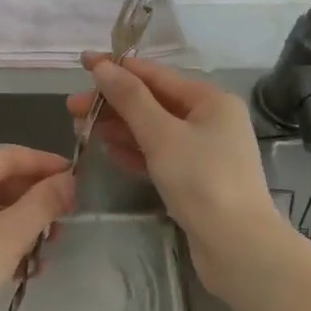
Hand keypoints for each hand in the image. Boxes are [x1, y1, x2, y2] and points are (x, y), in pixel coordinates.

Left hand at [0, 145, 75, 310]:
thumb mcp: (10, 235)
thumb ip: (43, 203)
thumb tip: (68, 179)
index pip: (7, 155)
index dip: (44, 162)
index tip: (75, 177)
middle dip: (35, 198)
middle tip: (65, 218)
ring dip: (23, 225)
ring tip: (49, 249)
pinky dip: (4, 243)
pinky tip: (26, 269)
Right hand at [68, 55, 283, 293]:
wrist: (237, 247)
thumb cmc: (201, 180)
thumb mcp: (161, 134)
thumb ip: (130, 99)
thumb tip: (103, 67)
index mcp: (211, 100)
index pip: (156, 75)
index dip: (118, 69)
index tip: (83, 62)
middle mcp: (211, 120)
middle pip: (153, 102)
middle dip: (113, 104)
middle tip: (72, 108)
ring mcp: (204, 151)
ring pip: (154, 130)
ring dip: (119, 128)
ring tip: (83, 130)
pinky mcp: (196, 179)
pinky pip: (160, 155)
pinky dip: (135, 152)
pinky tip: (109, 152)